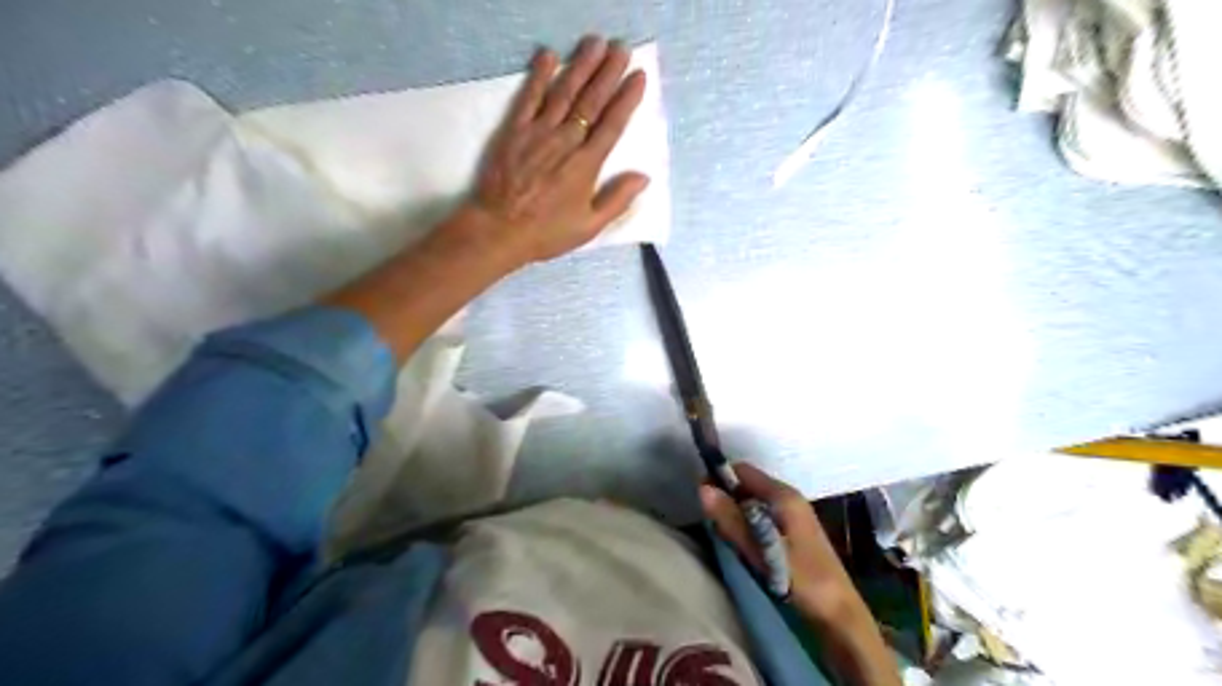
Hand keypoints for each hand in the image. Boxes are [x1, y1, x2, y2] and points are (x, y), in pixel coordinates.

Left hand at [461, 36, 648, 265]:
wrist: (499, 230)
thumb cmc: (547, 232)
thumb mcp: (589, 226)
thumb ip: (617, 199)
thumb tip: (644, 177)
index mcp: (586, 165)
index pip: (612, 124)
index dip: (627, 99)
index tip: (639, 76)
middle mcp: (566, 142)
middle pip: (591, 101)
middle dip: (608, 72)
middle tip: (621, 48)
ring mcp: (538, 132)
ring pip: (564, 92)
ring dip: (581, 66)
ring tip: (595, 43)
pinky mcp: (514, 130)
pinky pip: (529, 97)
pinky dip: (539, 76)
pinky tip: (549, 55)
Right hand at [701, 465, 861, 624]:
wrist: (839, 613)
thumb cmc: (801, 579)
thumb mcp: (760, 551)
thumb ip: (732, 520)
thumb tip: (703, 488)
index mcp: (784, 495)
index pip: (742, 470)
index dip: (719, 479)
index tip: (702, 500)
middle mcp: (789, 497)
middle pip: (747, 485)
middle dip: (728, 500)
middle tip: (717, 527)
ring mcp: (794, 514)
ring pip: (754, 502)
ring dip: (738, 516)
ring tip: (731, 541)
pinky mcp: (794, 530)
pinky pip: (763, 517)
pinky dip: (750, 526)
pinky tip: (748, 548)